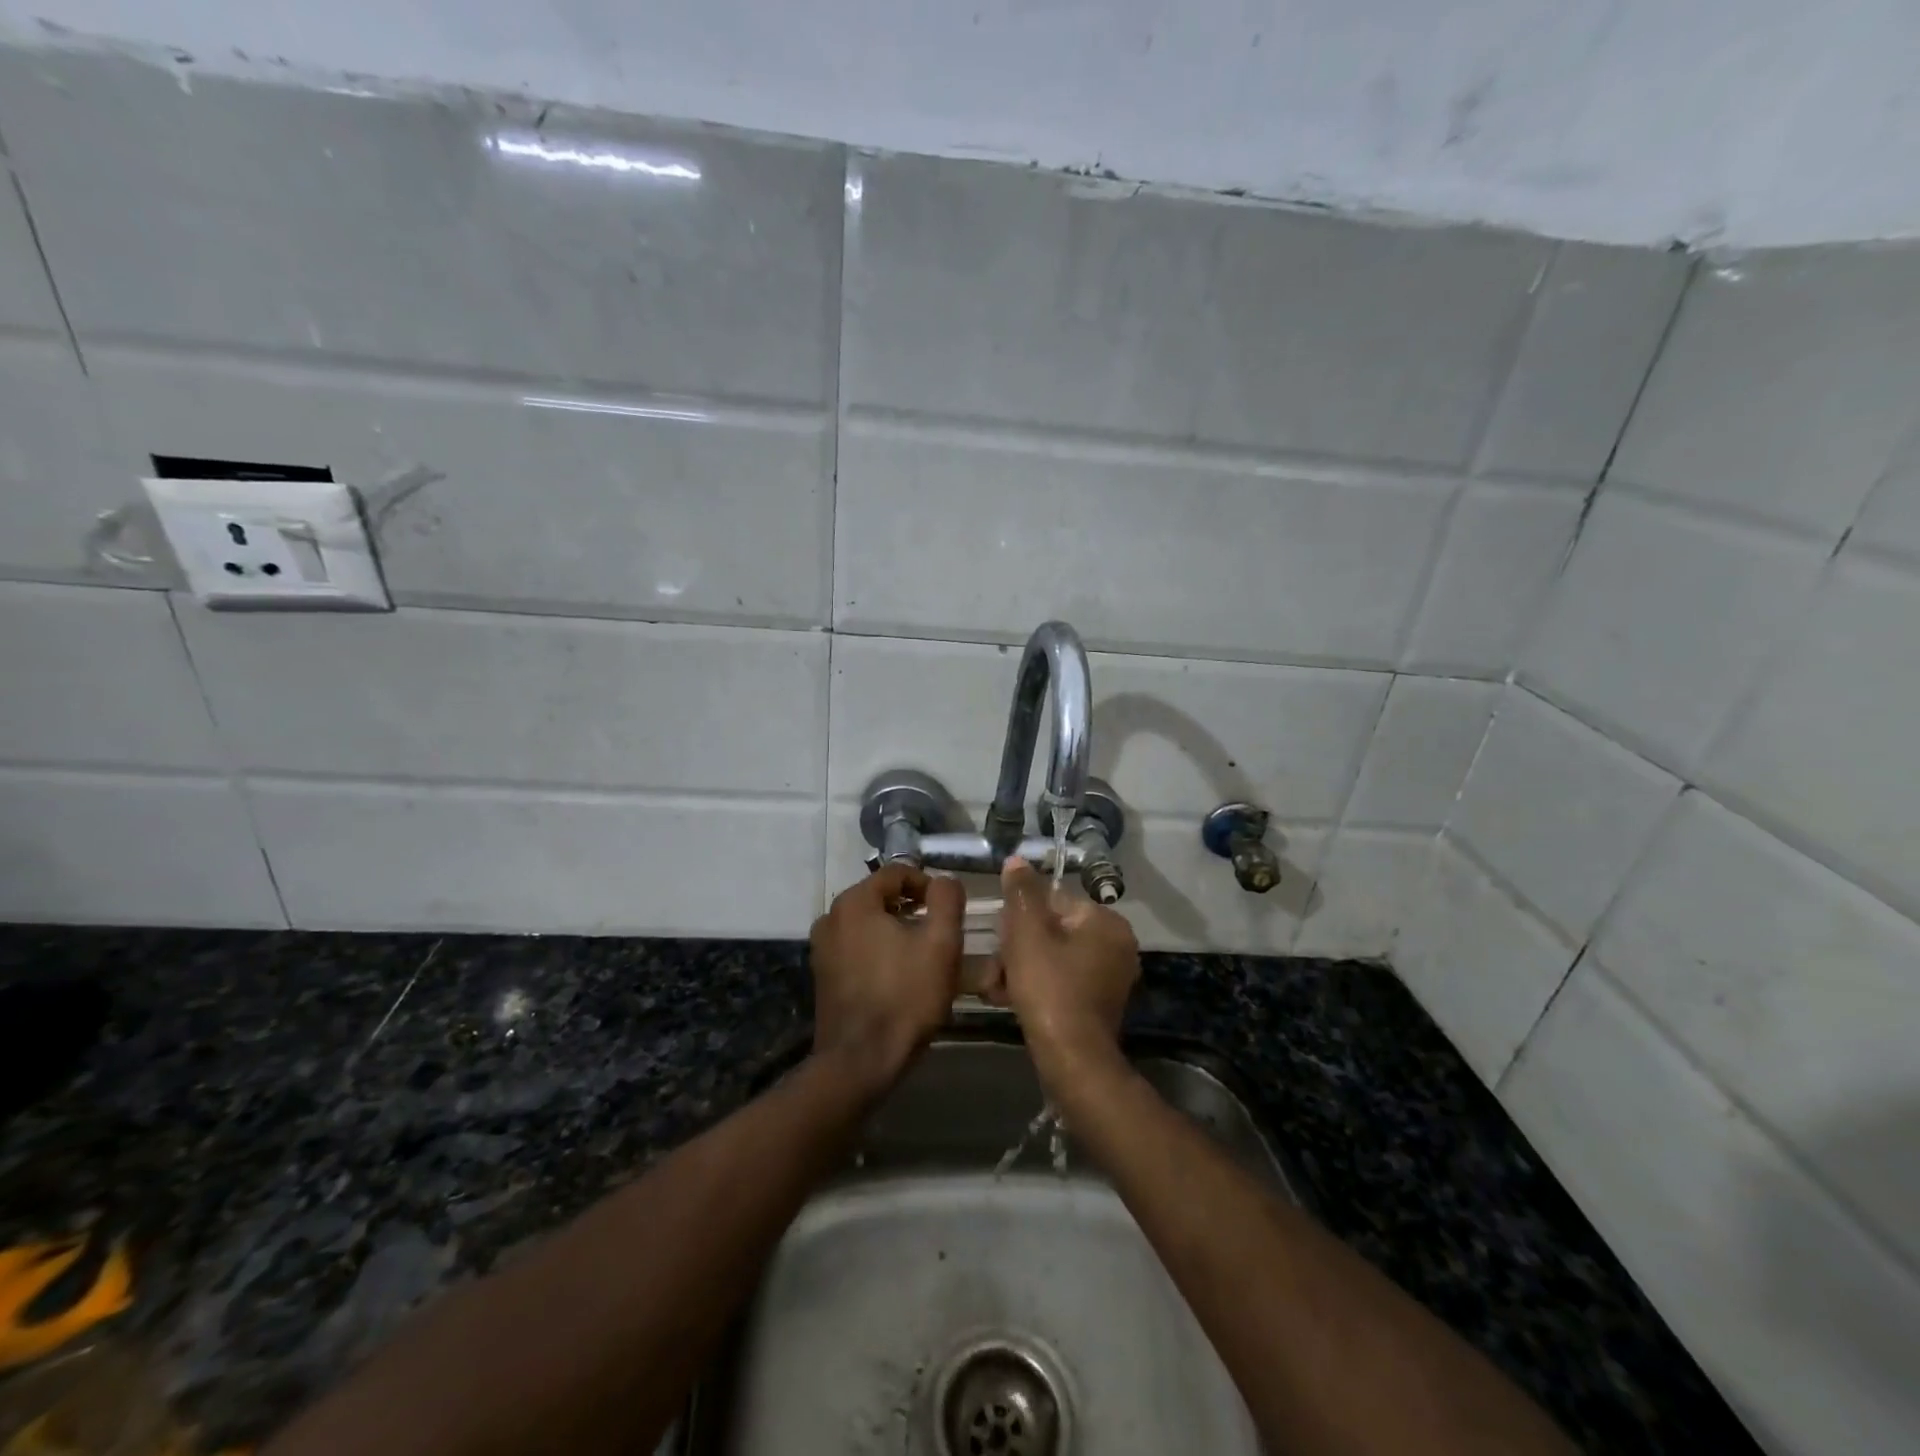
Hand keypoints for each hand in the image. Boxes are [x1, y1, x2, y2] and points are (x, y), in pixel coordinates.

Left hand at [809, 863, 964, 1096]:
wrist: (861, 1061)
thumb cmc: (905, 996)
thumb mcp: (941, 943)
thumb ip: (947, 900)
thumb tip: (944, 881)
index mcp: (855, 901)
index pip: (898, 873)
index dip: (929, 885)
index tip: (949, 909)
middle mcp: (831, 916)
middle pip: (881, 897)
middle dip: (913, 909)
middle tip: (940, 933)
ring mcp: (822, 947)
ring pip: (869, 923)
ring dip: (897, 930)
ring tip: (923, 955)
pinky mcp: (823, 974)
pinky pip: (856, 946)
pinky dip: (879, 950)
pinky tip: (899, 975)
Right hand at [984, 857, 1139, 1091]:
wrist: (1071, 1060)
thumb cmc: (1049, 988)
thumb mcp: (1027, 932)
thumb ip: (1021, 892)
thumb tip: (1017, 860)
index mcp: (1106, 922)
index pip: (1054, 900)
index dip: (1020, 916)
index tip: (1000, 937)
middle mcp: (1116, 945)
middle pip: (1051, 930)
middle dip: (1016, 947)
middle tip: (995, 967)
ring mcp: (1109, 977)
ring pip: (1052, 957)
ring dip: (1020, 967)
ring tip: (995, 986)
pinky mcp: (1098, 1004)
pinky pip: (1060, 981)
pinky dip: (1035, 986)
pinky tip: (1008, 998)